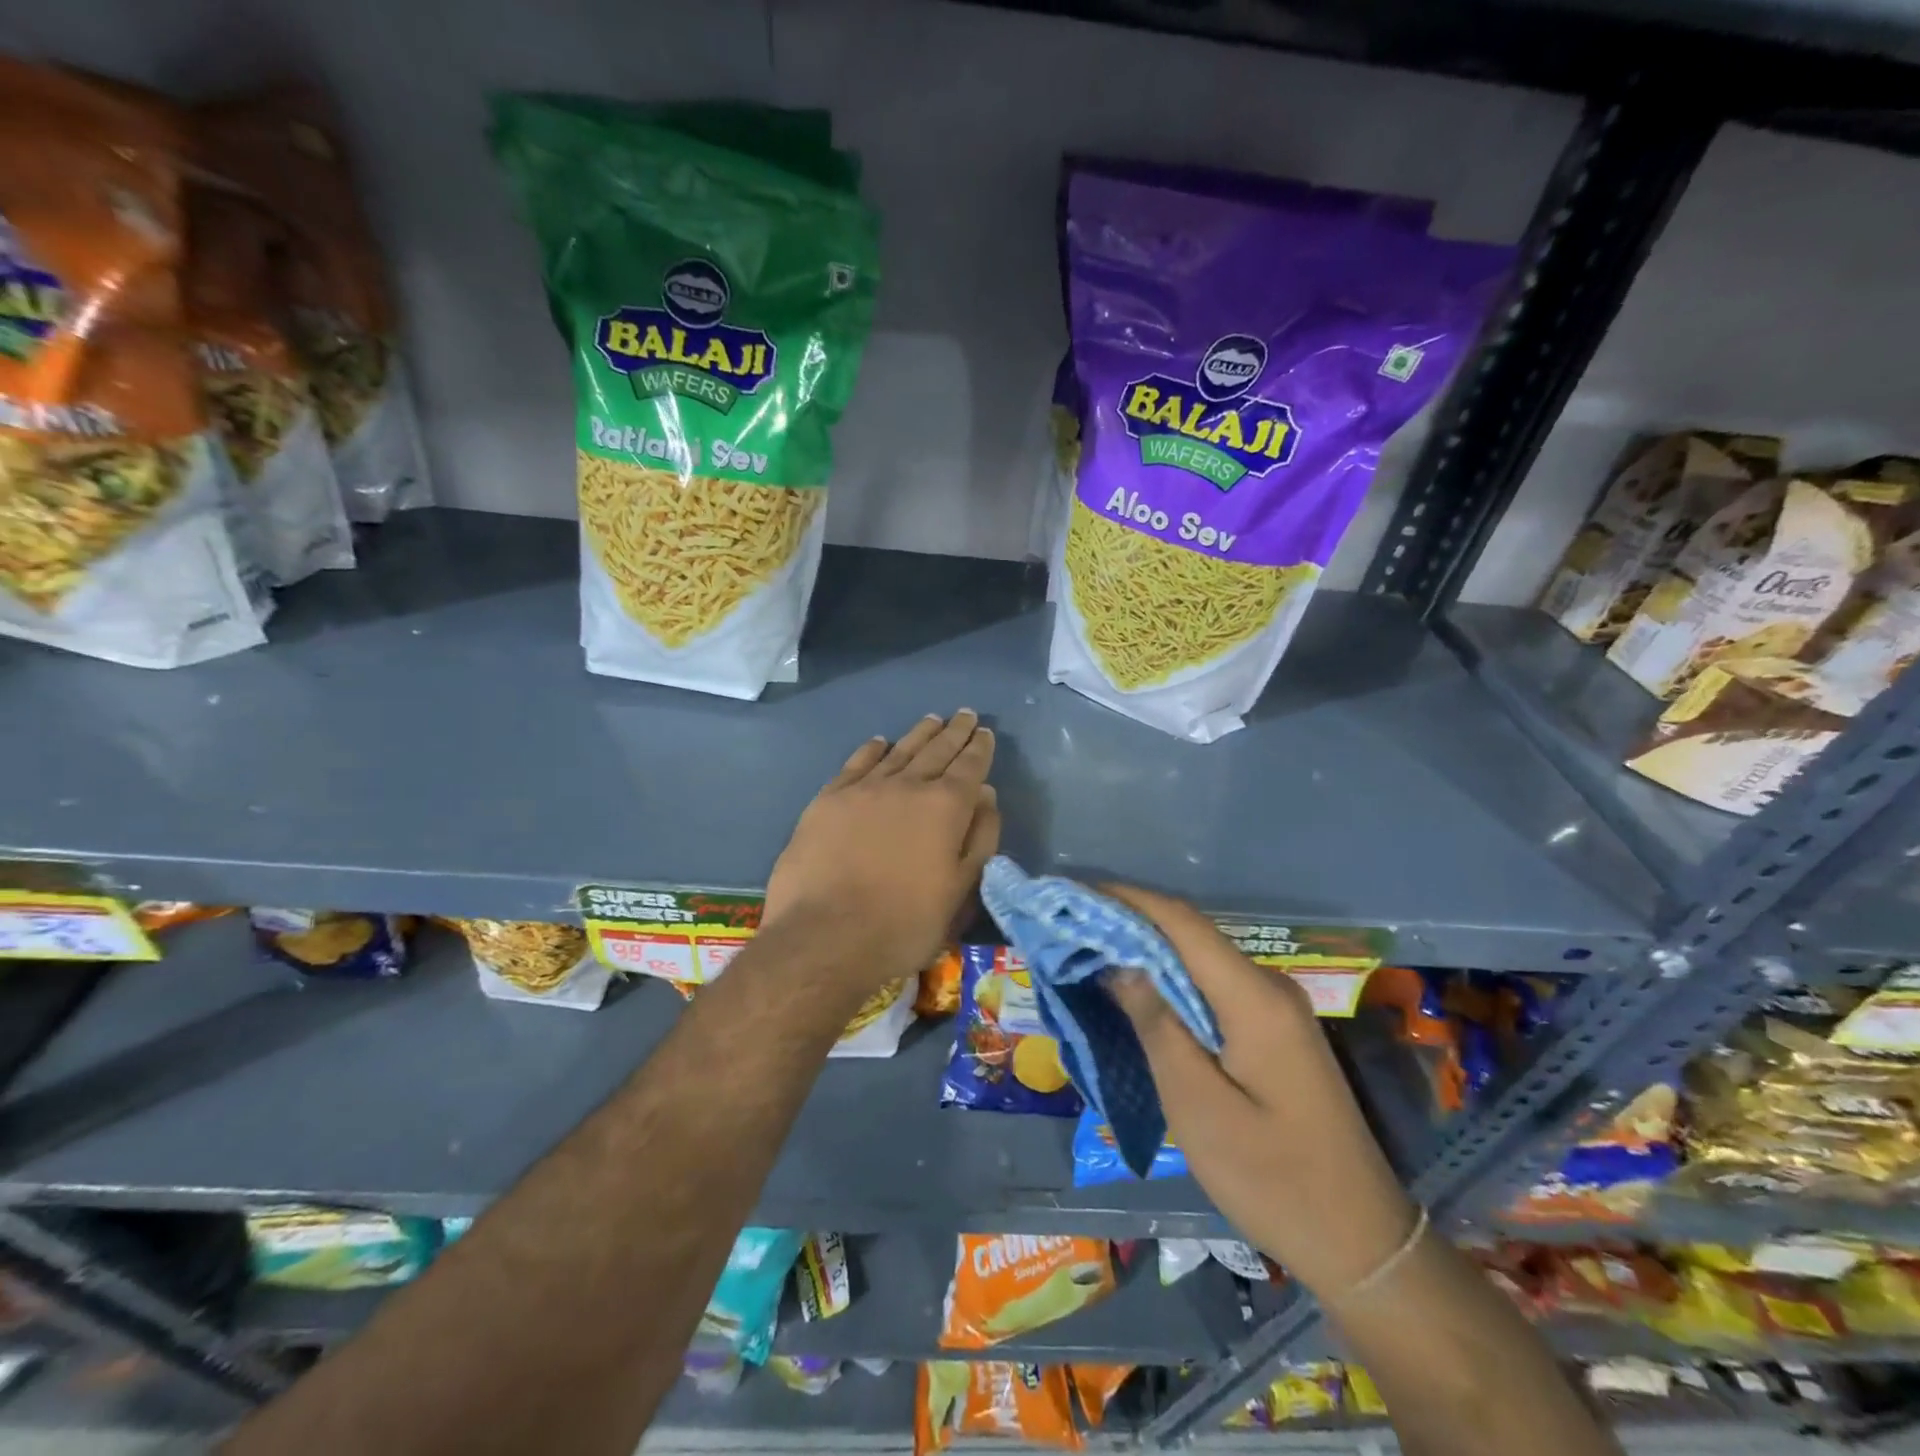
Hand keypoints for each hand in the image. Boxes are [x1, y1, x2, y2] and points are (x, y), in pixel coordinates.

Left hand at [763, 711, 999, 996]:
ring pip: (898, 751)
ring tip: (932, 720)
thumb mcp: (960, 891)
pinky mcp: (828, 800)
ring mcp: (863, 789)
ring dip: (918, 734)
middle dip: (954, 732)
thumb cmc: (905, 924)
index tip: (985, 733)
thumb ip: (979, 839)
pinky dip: (872, 750)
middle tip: (964, 714)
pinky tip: (879, 742)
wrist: (825, 937)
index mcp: (945, 807)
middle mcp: (907, 786)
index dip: (979, 749)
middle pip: (936, 750)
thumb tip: (986, 796)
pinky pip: (856, 764)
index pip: (969, 767)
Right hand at [1102, 884, 1418, 1297]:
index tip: (1075, 893)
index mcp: (1254, 998)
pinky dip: (1170, 977)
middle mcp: (1268, 986)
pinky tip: (1139, 989)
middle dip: (1130, 920)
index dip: (1127, 899)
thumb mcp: (1198, 1107)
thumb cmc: (1273, 1178)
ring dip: (1147, 948)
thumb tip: (1119, 963)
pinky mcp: (1273, 1029)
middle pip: (1190, 933)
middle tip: (1071, 925)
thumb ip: (1157, 1026)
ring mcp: (1276, 1007)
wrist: (1361, 1241)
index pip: (1182, 922)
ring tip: (1092, 951)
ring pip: (1200, 957)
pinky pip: (1213, 984)